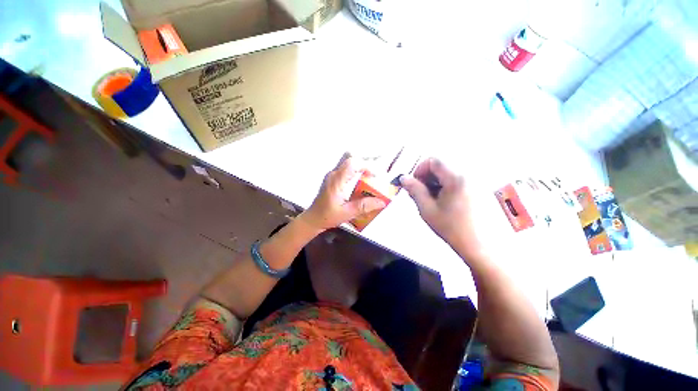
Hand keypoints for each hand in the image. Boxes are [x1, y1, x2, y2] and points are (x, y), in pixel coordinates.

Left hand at [300, 153, 385, 230]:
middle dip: (365, 159)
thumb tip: (380, 201)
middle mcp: (333, 174)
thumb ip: (363, 207)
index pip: (351, 163)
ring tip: (373, 172)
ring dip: (362, 163)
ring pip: (348, 159)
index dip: (366, 165)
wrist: (314, 218)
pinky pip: (347, 167)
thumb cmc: (326, 216)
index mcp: (336, 182)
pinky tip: (364, 177)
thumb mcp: (346, 213)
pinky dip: (357, 168)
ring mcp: (333, 174)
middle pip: (350, 156)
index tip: (375, 175)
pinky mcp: (334, 177)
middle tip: (377, 168)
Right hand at [400, 158, 482, 257]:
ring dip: (436, 180)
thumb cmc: (452, 229)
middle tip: (421, 192)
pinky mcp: (479, 187)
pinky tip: (444, 199)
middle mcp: (469, 174)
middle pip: (442, 164)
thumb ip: (414, 190)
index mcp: (457, 178)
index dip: (420, 169)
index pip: (434, 160)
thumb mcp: (427, 209)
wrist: (479, 246)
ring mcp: (476, 180)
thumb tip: (404, 178)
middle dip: (427, 175)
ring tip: (432, 198)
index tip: (414, 183)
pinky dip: (446, 184)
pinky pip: (458, 177)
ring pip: (449, 171)